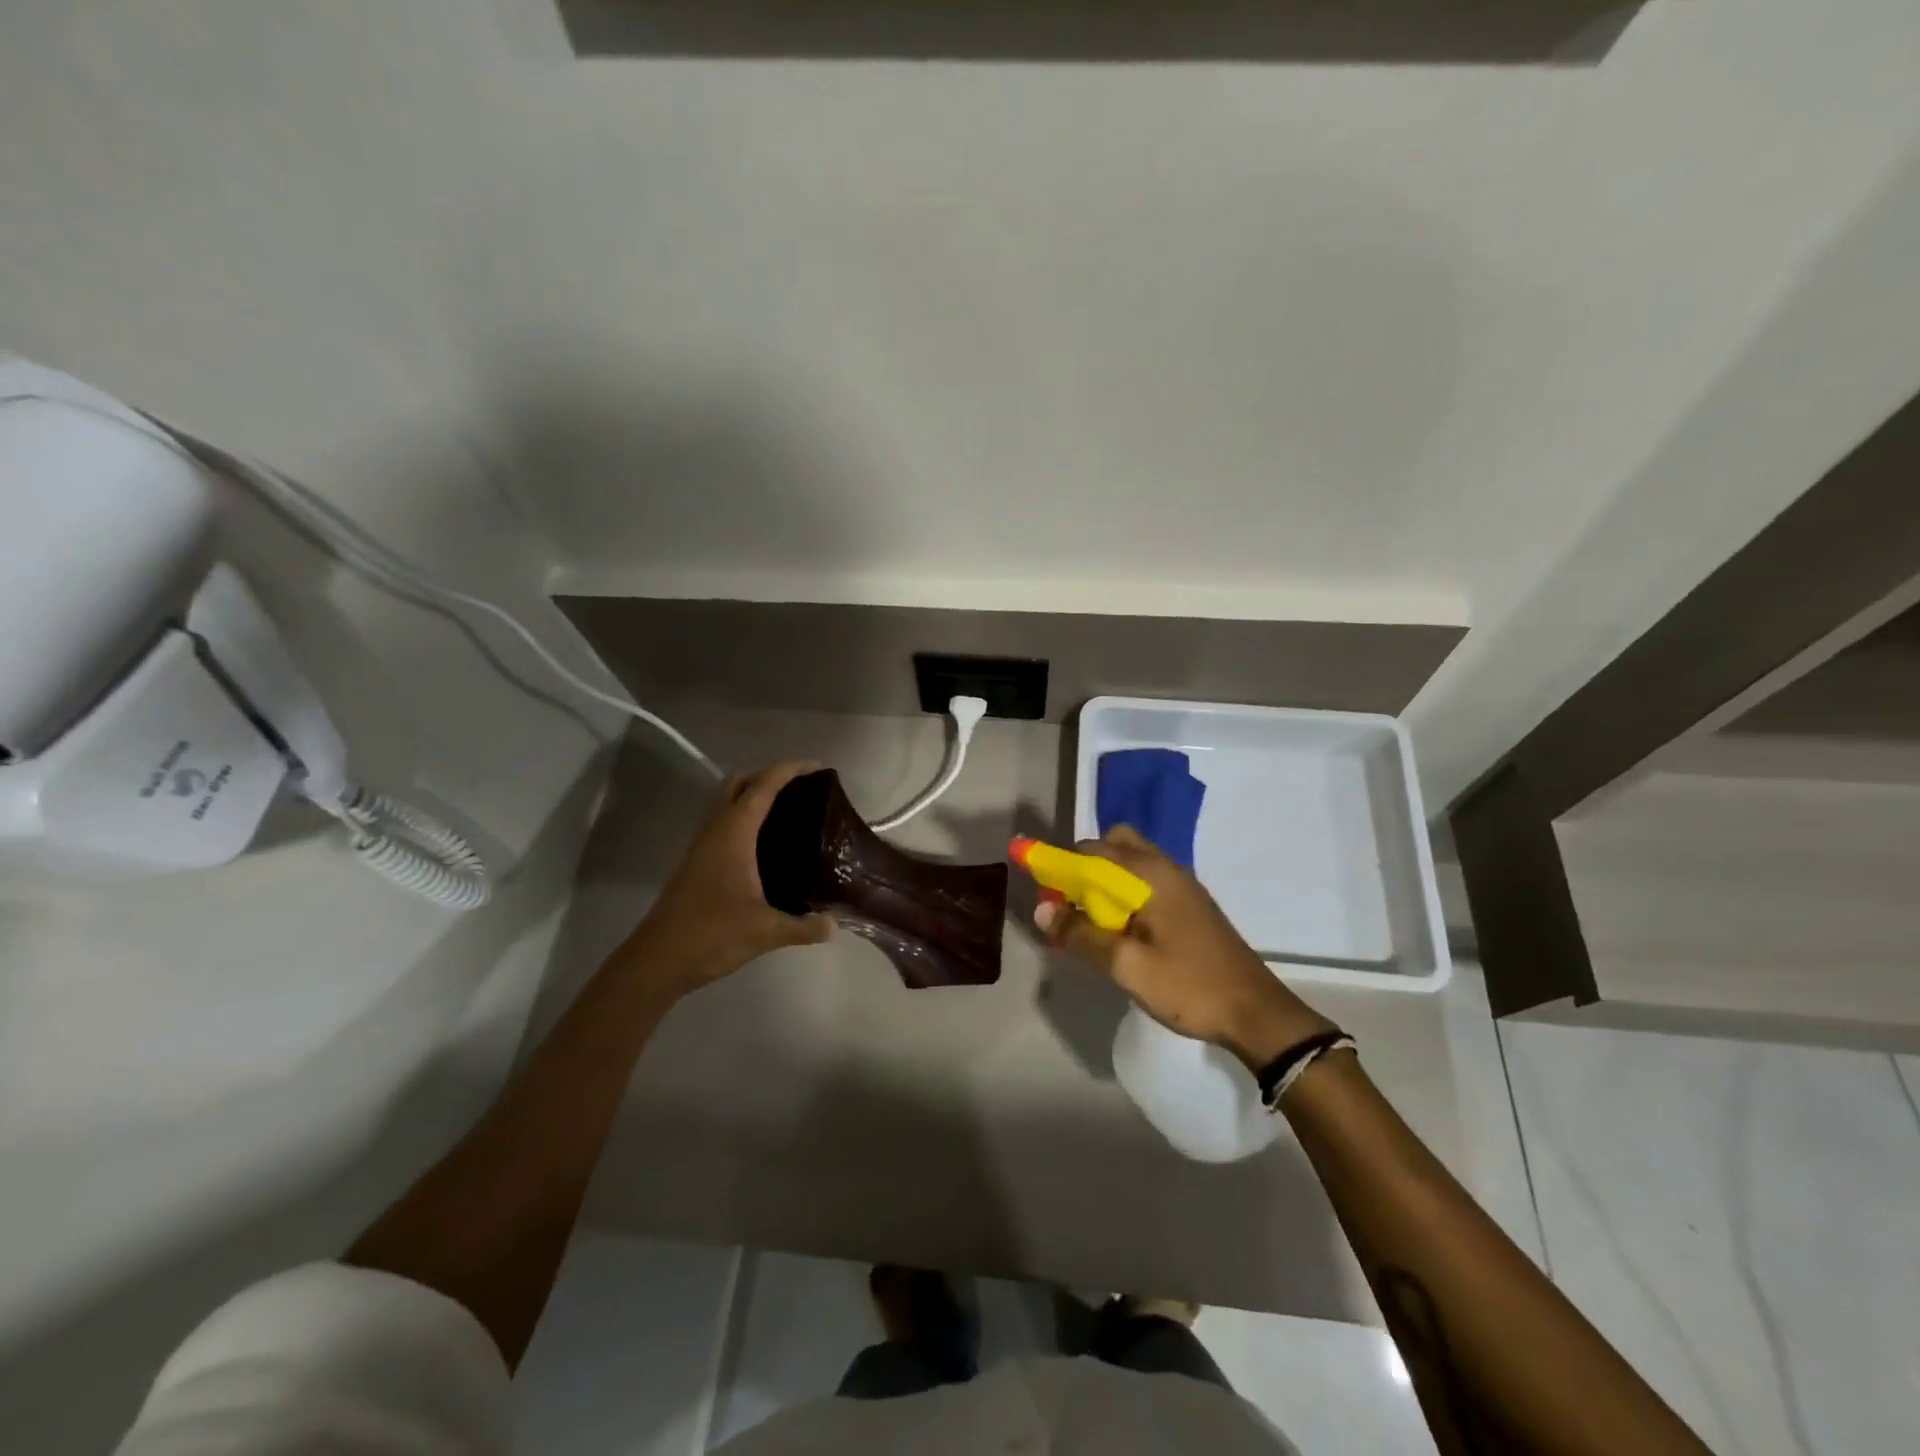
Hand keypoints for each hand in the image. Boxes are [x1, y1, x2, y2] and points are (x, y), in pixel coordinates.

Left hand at [623, 761, 834, 993]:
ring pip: (727, 802)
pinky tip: (765, 844)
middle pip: (739, 783)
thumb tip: (834, 925)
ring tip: (789, 811)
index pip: (763, 786)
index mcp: (733, 833)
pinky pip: (724, 823)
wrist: (657, 961)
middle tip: (802, 788)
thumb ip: (804, 927)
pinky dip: (745, 818)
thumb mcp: (766, 931)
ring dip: (754, 795)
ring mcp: (702, 846)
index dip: (790, 770)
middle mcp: (716, 830)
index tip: (819, 768)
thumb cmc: (712, 934)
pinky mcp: (697, 863)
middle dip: (769, 775)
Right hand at [1036, 826, 1334, 1069]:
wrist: (1255, 1013)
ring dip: (1105, 880)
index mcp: (1150, 874)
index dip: (1061, 864)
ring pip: (1132, 862)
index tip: (1042, 890)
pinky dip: (1124, 892)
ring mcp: (1182, 885)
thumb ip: (1082, 934)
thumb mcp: (1126, 965)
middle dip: (1086, 866)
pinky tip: (1119, 931)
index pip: (1092, 850)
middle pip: (1115, 844)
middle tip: (1072, 904)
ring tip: (1091, 921)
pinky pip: (1146, 881)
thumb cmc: (1188, 985)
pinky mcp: (1189, 904)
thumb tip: (1042, 910)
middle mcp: (1166, 868)